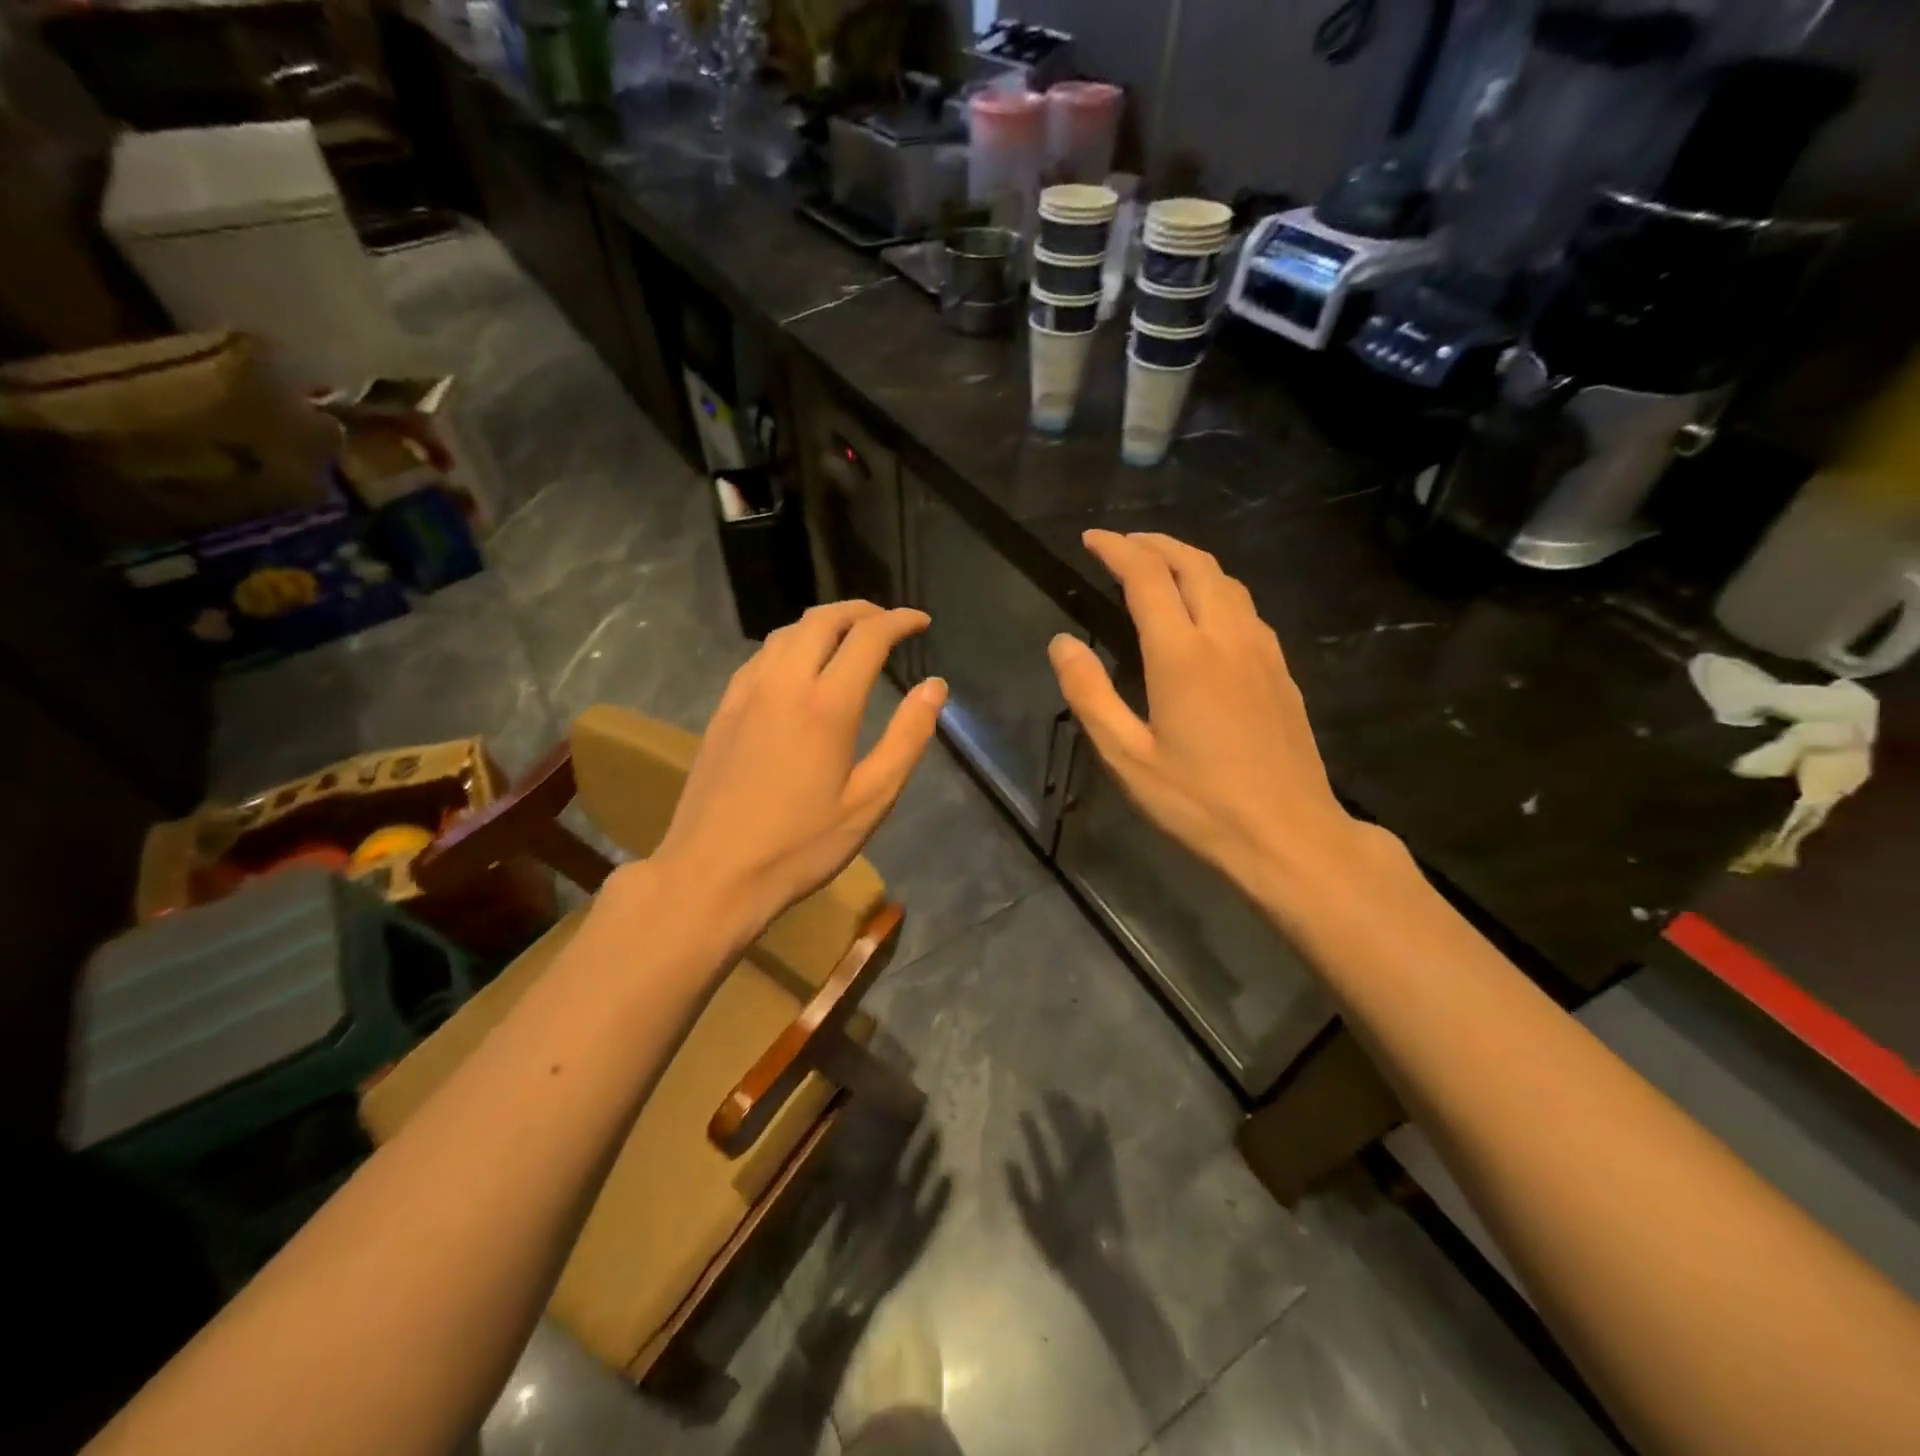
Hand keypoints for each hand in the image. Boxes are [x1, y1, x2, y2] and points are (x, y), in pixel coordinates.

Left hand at [651, 601, 945, 935]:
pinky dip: (792, 643)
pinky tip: (799, 666)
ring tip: (850, 636)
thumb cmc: (800, 846)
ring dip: (824, 622)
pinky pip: (762, 655)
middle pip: (823, 619)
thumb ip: (906, 739)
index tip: (921, 621)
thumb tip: (935, 687)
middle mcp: (783, 683)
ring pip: (787, 632)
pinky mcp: (723, 708)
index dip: (899, 621)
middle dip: (862, 611)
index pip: (868, 637)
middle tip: (888, 622)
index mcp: (826, 705)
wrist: (712, 874)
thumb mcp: (870, 801)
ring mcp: (746, 693)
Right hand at [1048, 531, 1386, 918]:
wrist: (1289, 835)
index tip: (1091, 539)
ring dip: (1189, 561)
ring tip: (1160, 565)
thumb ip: (1090, 694)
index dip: (1117, 550)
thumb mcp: (1127, 757)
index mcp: (1182, 655)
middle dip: (1155, 543)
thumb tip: (1061, 642)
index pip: (1147, 577)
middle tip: (1122, 544)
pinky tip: (1205, 611)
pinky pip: (1246, 608)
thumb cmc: (1199, 802)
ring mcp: (1262, 651)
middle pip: (1193, 564)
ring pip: (1226, 581)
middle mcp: (1226, 637)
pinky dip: (1216, 588)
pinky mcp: (1281, 671)